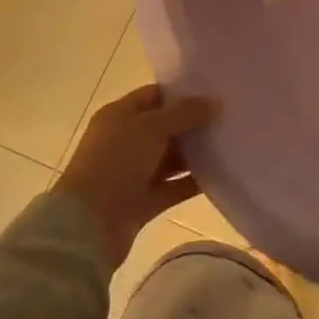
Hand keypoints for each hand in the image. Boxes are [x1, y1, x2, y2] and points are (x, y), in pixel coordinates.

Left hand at [56, 85, 216, 267]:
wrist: (88, 225)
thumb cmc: (115, 162)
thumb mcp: (151, 128)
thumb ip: (184, 113)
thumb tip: (215, 103)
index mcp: (119, 116)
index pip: (153, 96)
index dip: (181, 94)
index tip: (213, 93)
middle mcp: (125, 142)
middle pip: (164, 127)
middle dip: (193, 124)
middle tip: (228, 118)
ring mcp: (133, 173)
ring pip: (170, 159)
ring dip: (195, 154)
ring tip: (230, 144)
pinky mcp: (143, 202)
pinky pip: (173, 188)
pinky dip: (192, 183)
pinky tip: (221, 175)